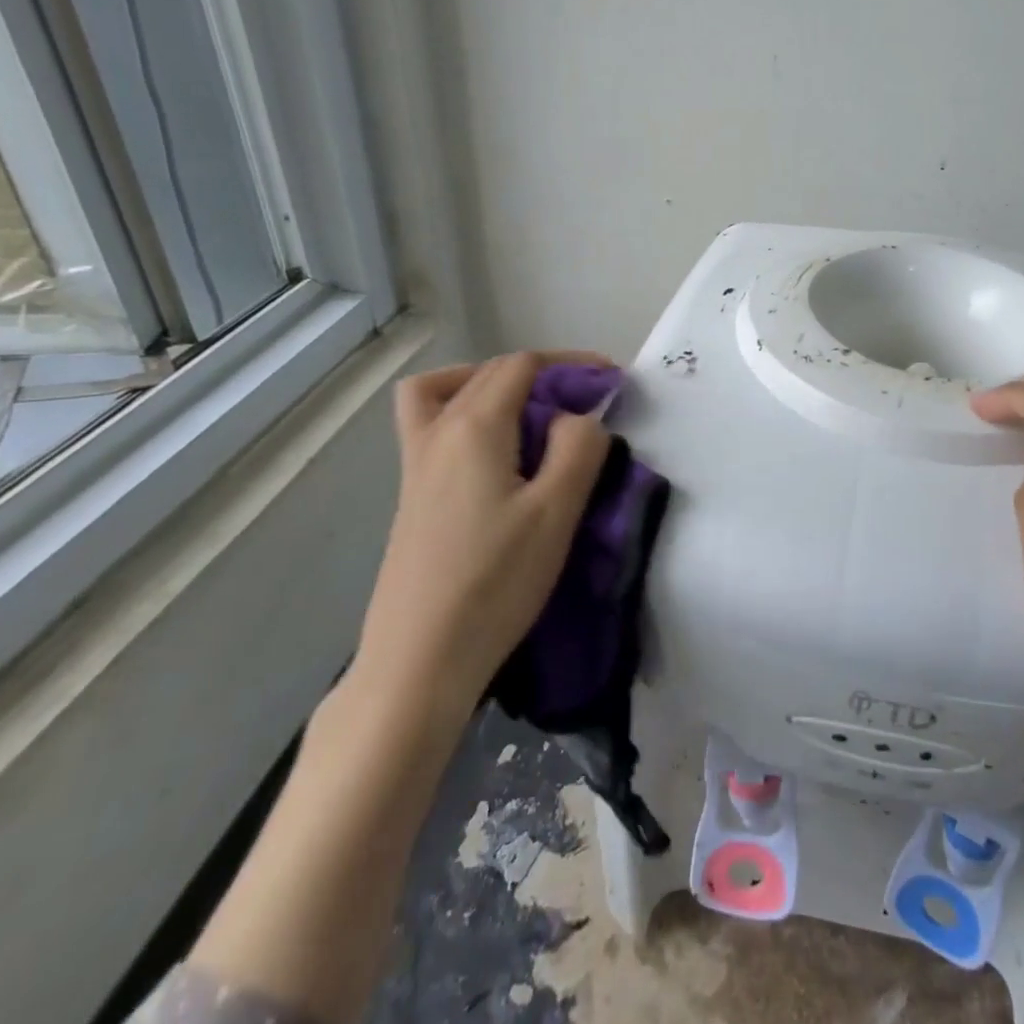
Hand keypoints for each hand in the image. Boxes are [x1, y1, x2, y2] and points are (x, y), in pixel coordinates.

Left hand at [351, 351, 613, 736]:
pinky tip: (497, 456)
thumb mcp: (557, 513)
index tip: (611, 384)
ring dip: (491, 385)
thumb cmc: (495, 582)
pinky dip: (464, 414)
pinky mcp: (412, 495)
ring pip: (445, 392)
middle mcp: (437, 433)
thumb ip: (579, 448)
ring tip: (530, 414)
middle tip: (585, 401)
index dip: (571, 364)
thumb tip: (575, 419)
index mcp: (474, 427)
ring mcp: (416, 465)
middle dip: (542, 373)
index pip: (523, 365)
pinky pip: (432, 426)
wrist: (419, 659)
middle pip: (488, 372)